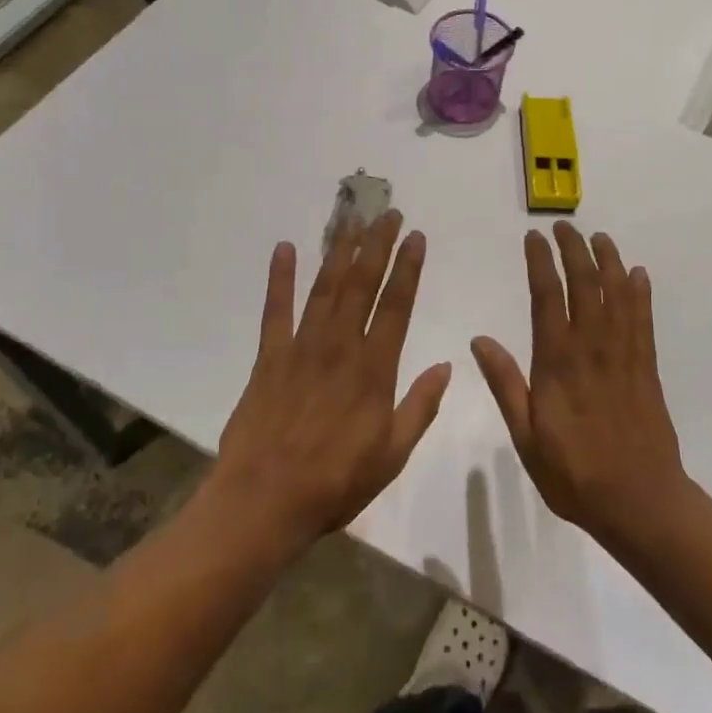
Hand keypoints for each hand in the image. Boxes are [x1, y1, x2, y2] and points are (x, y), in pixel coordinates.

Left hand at [211, 211, 451, 551]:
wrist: (264, 501)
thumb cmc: (335, 482)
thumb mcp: (392, 454)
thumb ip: (420, 406)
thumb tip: (447, 366)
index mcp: (374, 370)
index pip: (396, 306)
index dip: (408, 268)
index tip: (415, 235)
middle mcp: (340, 347)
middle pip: (361, 285)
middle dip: (377, 245)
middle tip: (387, 212)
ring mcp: (301, 348)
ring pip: (325, 288)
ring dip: (340, 251)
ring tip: (352, 219)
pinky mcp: (269, 357)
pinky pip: (276, 310)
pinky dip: (280, 278)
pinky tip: (286, 248)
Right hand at [471, 223, 687, 544]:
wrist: (639, 501)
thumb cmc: (574, 474)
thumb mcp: (525, 436)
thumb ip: (505, 384)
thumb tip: (480, 339)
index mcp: (557, 362)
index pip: (547, 297)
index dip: (541, 262)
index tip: (533, 238)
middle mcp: (591, 348)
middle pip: (585, 285)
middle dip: (574, 250)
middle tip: (564, 226)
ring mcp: (623, 355)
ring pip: (618, 294)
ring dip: (609, 261)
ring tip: (599, 237)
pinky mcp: (646, 368)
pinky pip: (643, 320)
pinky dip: (640, 293)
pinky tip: (638, 274)